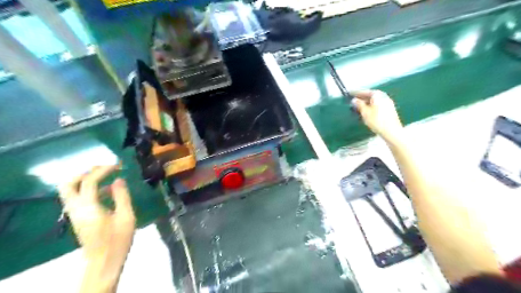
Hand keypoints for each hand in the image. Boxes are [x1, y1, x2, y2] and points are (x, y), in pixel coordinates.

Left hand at [60, 165, 135, 292]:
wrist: (104, 261)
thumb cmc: (118, 239)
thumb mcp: (126, 216)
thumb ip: (122, 196)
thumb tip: (119, 179)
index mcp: (88, 207)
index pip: (89, 181)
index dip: (103, 170)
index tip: (118, 165)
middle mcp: (76, 208)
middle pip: (68, 184)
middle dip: (85, 173)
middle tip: (103, 169)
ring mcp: (74, 214)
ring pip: (70, 191)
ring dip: (85, 181)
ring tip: (105, 177)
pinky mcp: (78, 219)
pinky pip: (77, 198)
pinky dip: (88, 190)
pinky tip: (106, 192)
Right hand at [352, 90, 404, 143]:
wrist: (391, 131)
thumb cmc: (377, 120)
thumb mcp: (364, 112)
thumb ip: (359, 104)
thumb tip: (354, 100)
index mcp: (377, 95)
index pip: (365, 91)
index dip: (357, 93)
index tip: (350, 94)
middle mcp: (384, 96)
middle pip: (371, 96)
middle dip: (362, 98)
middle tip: (354, 102)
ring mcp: (388, 103)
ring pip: (374, 101)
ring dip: (366, 103)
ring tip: (359, 108)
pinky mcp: (390, 110)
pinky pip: (378, 106)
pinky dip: (371, 107)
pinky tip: (367, 113)